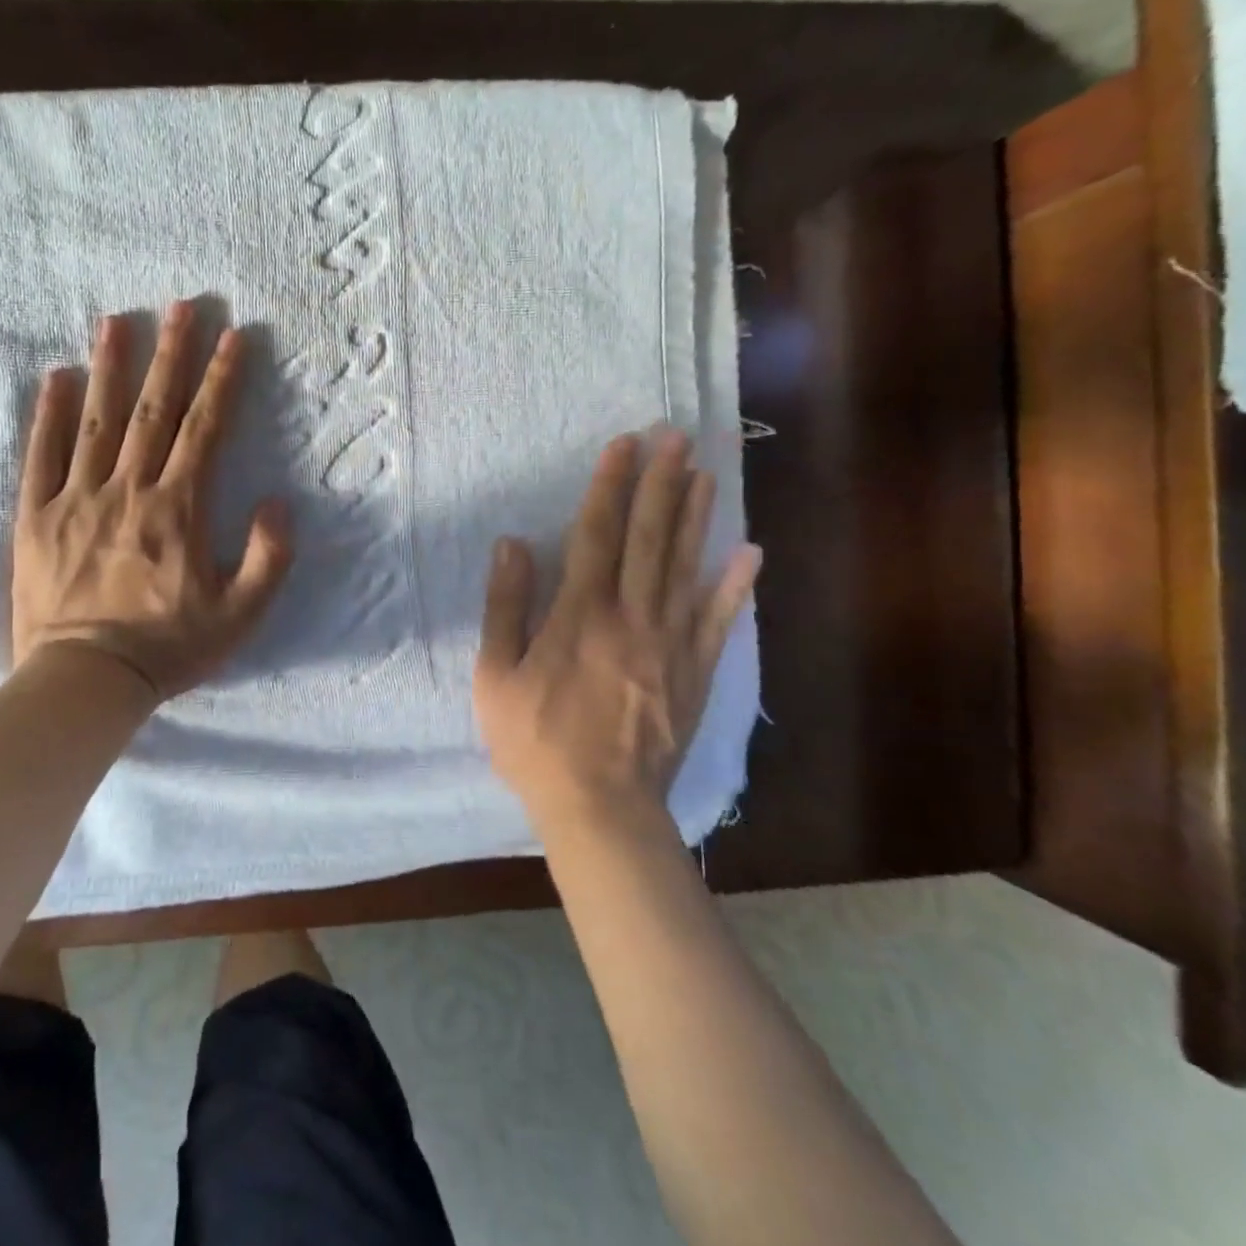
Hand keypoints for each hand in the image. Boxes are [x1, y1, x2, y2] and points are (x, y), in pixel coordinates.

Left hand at [11, 302, 292, 703]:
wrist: (85, 681)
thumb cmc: (168, 649)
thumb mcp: (240, 615)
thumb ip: (268, 557)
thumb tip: (279, 502)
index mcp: (178, 508)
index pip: (206, 428)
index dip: (223, 379)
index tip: (234, 335)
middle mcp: (128, 490)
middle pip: (153, 410)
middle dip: (171, 354)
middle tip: (179, 305)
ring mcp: (77, 499)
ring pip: (97, 421)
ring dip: (110, 367)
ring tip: (115, 319)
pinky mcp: (37, 518)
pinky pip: (42, 456)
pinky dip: (49, 415)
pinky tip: (56, 377)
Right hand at [473, 431, 760, 831]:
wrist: (600, 809)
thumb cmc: (535, 742)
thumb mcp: (496, 678)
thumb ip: (505, 608)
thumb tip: (513, 545)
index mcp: (580, 616)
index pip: (596, 535)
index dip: (608, 486)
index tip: (623, 444)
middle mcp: (631, 619)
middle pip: (648, 540)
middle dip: (660, 484)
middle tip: (676, 437)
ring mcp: (671, 646)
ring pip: (685, 570)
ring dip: (695, 518)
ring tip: (705, 473)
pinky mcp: (695, 675)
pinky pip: (719, 624)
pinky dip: (736, 588)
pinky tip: (750, 553)